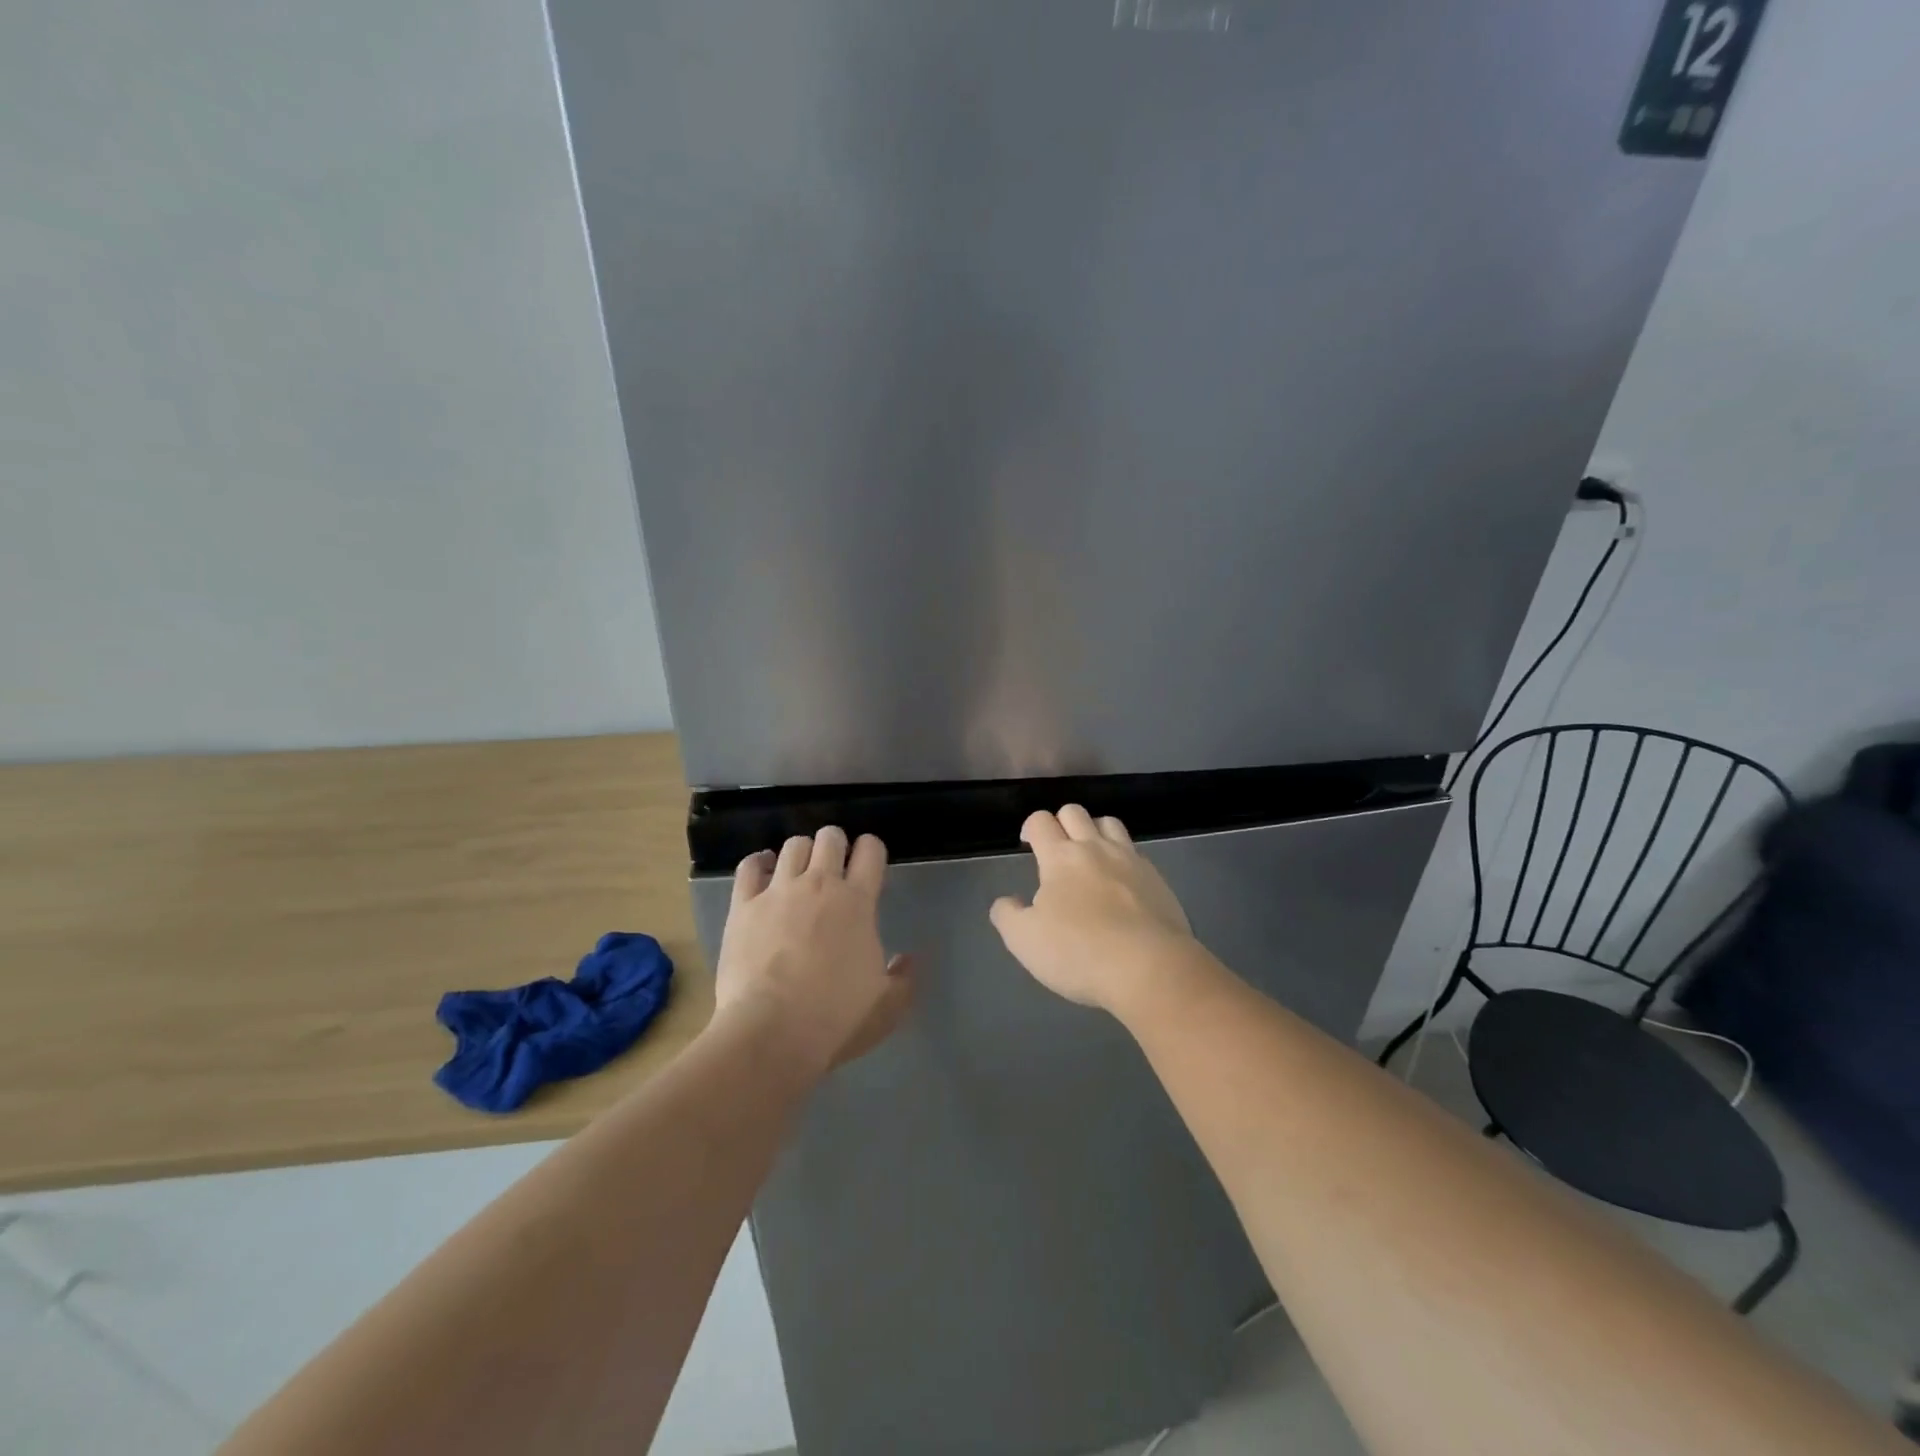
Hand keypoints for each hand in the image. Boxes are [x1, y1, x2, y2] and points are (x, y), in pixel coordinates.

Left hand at [712, 827, 914, 1077]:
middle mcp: (819, 884)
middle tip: (835, 866)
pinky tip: (764, 871)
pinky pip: (750, 866)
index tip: (869, 863)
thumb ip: (903, 978)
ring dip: (801, 853)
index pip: (871, 850)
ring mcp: (778, 891)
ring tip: (800, 871)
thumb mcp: (888, 1006)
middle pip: (830, 837)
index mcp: (857, 902)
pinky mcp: (744, 906)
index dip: (872, 849)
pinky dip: (760, 863)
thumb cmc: (836, 1019)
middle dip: (836, 844)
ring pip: (793, 846)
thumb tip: (906, 959)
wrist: (771, 1033)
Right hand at [988, 805, 1201, 1016]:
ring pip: (1110, 823)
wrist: (1150, 968)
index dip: (1031, 826)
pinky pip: (1136, 852)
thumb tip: (1006, 901)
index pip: (1041, 821)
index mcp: (1060, 857)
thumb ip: (1008, 916)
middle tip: (1056, 850)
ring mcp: (1131, 861)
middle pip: (1075, 812)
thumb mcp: (1025, 941)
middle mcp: (1096, 848)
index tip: (1028, 843)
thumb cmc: (1079, 952)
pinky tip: (1120, 884)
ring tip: (1090, 857)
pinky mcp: (1158, 879)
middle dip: (1061, 822)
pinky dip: (1122, 858)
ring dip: (1095, 831)